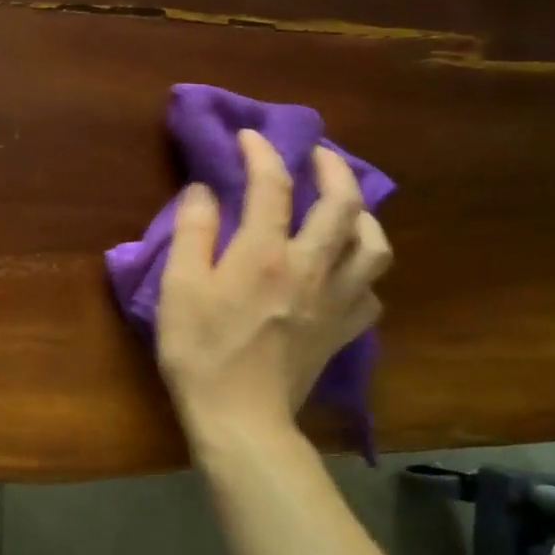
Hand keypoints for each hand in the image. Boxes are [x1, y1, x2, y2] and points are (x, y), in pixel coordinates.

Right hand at [156, 131, 391, 457]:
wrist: (239, 418)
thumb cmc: (200, 350)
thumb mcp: (179, 286)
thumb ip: (193, 231)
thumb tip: (205, 189)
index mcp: (265, 253)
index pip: (272, 184)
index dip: (261, 151)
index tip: (249, 136)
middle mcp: (311, 267)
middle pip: (343, 204)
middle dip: (332, 167)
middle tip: (316, 154)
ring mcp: (336, 301)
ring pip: (374, 245)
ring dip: (363, 215)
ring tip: (343, 208)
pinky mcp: (344, 332)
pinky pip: (370, 292)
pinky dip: (361, 271)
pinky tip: (343, 271)